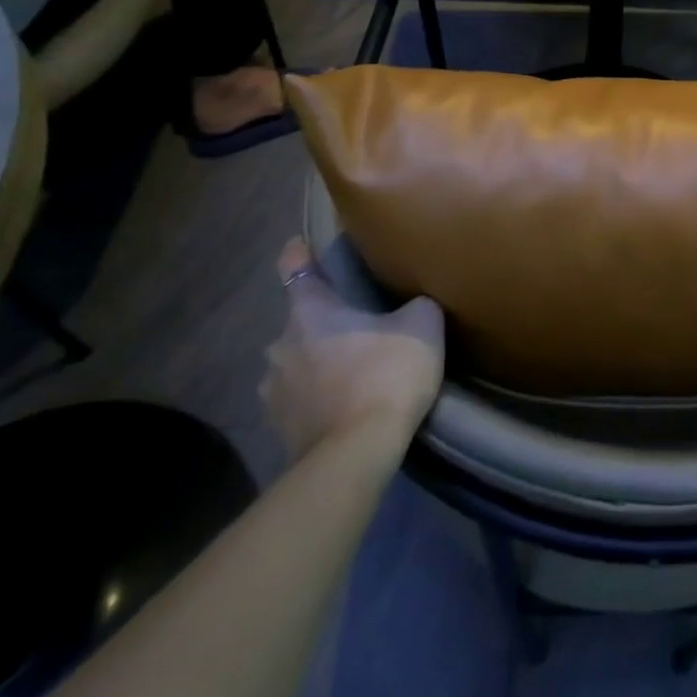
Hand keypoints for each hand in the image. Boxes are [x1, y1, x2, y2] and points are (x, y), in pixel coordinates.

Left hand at [261, 238, 444, 460]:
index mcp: (310, 311)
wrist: (357, 452)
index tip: (304, 244)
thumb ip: (416, 304)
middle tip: (358, 322)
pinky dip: (317, 395)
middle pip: (300, 320)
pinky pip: (299, 398)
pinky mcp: (278, 427)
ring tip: (351, 369)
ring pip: (296, 361)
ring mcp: (273, 389)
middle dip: (324, 320)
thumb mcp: (423, 325)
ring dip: (317, 360)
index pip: (294, 266)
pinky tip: (344, 403)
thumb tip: (414, 303)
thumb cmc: (387, 373)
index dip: (299, 252)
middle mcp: (281, 344)